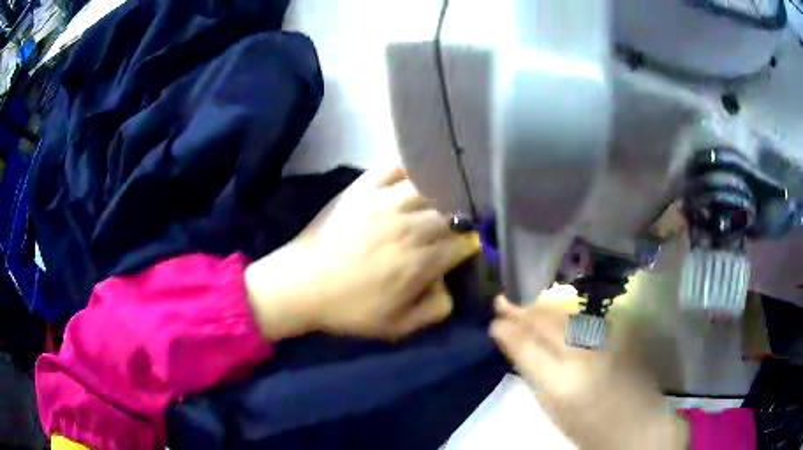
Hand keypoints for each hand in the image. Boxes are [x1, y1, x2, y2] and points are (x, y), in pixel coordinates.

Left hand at [245, 167, 479, 340]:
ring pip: (432, 184)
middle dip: (460, 220)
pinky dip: (408, 171)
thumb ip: (435, 309)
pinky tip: (410, 181)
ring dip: (440, 193)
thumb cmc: (349, 308)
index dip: (470, 247)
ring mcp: (386, 200)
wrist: (302, 284)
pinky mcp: (364, 187)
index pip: (465, 242)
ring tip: (438, 201)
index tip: (464, 251)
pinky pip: (395, 167)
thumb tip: (451, 287)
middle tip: (453, 227)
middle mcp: (411, 224)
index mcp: (422, 259)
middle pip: (454, 211)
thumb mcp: (397, 326)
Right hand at [490, 297, 687, 449]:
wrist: (635, 426)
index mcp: (561, 383)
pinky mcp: (619, 336)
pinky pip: (585, 320)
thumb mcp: (553, 411)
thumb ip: (536, 378)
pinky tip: (556, 310)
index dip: (509, 332)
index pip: (528, 349)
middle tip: (503, 299)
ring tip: (525, 302)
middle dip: (523, 311)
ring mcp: (604, 343)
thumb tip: (519, 351)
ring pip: (567, 317)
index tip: (494, 322)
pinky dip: (566, 314)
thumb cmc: (588, 429)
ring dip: (543, 308)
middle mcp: (583, 356)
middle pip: (548, 325)